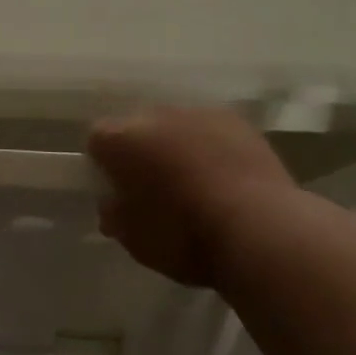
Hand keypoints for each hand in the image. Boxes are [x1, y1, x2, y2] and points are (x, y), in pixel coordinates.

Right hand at [87, 105, 293, 287]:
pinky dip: (211, 146)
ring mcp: (196, 112)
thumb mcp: (136, 241)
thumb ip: (116, 216)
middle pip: (137, 127)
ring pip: (175, 126)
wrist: (258, 227)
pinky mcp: (234, 119)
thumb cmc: (185, 236)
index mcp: (121, 140)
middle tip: (155, 188)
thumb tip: (113, 205)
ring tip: (195, 184)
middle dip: (142, 151)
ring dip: (177, 146)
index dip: (103, 164)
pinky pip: (210, 130)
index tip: (116, 191)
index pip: (97, 140)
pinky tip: (225, 176)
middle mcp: (154, 114)